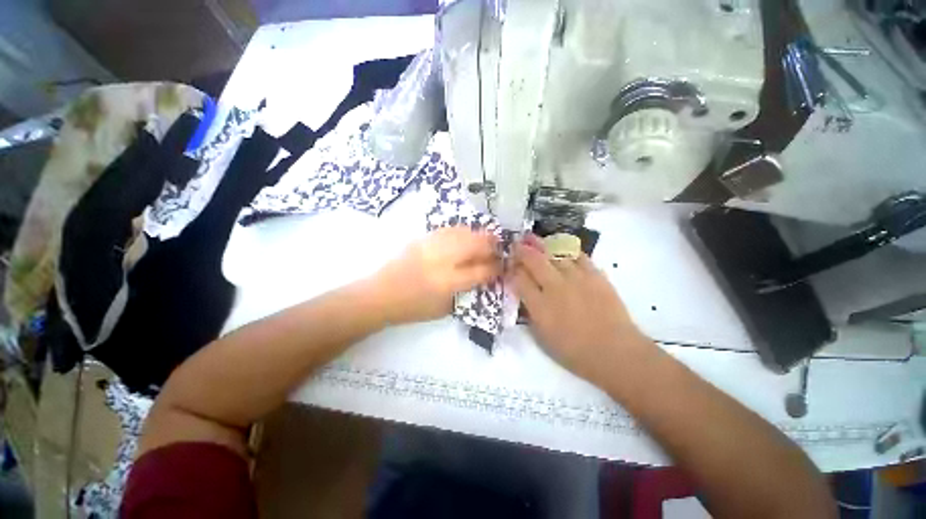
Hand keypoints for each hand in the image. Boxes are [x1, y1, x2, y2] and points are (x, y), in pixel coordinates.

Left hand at [370, 227, 500, 324]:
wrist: (379, 295)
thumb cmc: (412, 308)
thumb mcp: (443, 309)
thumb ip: (466, 292)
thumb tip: (482, 278)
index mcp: (447, 282)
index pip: (480, 270)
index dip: (495, 267)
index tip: (502, 266)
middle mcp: (441, 260)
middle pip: (475, 244)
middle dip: (491, 245)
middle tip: (499, 248)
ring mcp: (431, 245)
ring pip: (463, 232)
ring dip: (479, 235)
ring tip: (487, 239)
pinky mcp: (422, 238)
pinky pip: (449, 230)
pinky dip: (463, 231)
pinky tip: (467, 235)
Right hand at [511, 238, 651, 383]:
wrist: (615, 352)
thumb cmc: (575, 351)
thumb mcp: (542, 337)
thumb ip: (530, 312)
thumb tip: (524, 295)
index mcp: (539, 306)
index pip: (519, 279)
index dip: (511, 269)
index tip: (508, 264)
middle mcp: (555, 287)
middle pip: (534, 261)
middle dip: (521, 250)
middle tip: (516, 243)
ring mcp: (576, 279)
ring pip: (554, 254)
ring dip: (541, 245)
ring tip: (532, 238)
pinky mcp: (595, 276)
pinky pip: (578, 256)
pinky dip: (567, 250)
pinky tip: (561, 248)